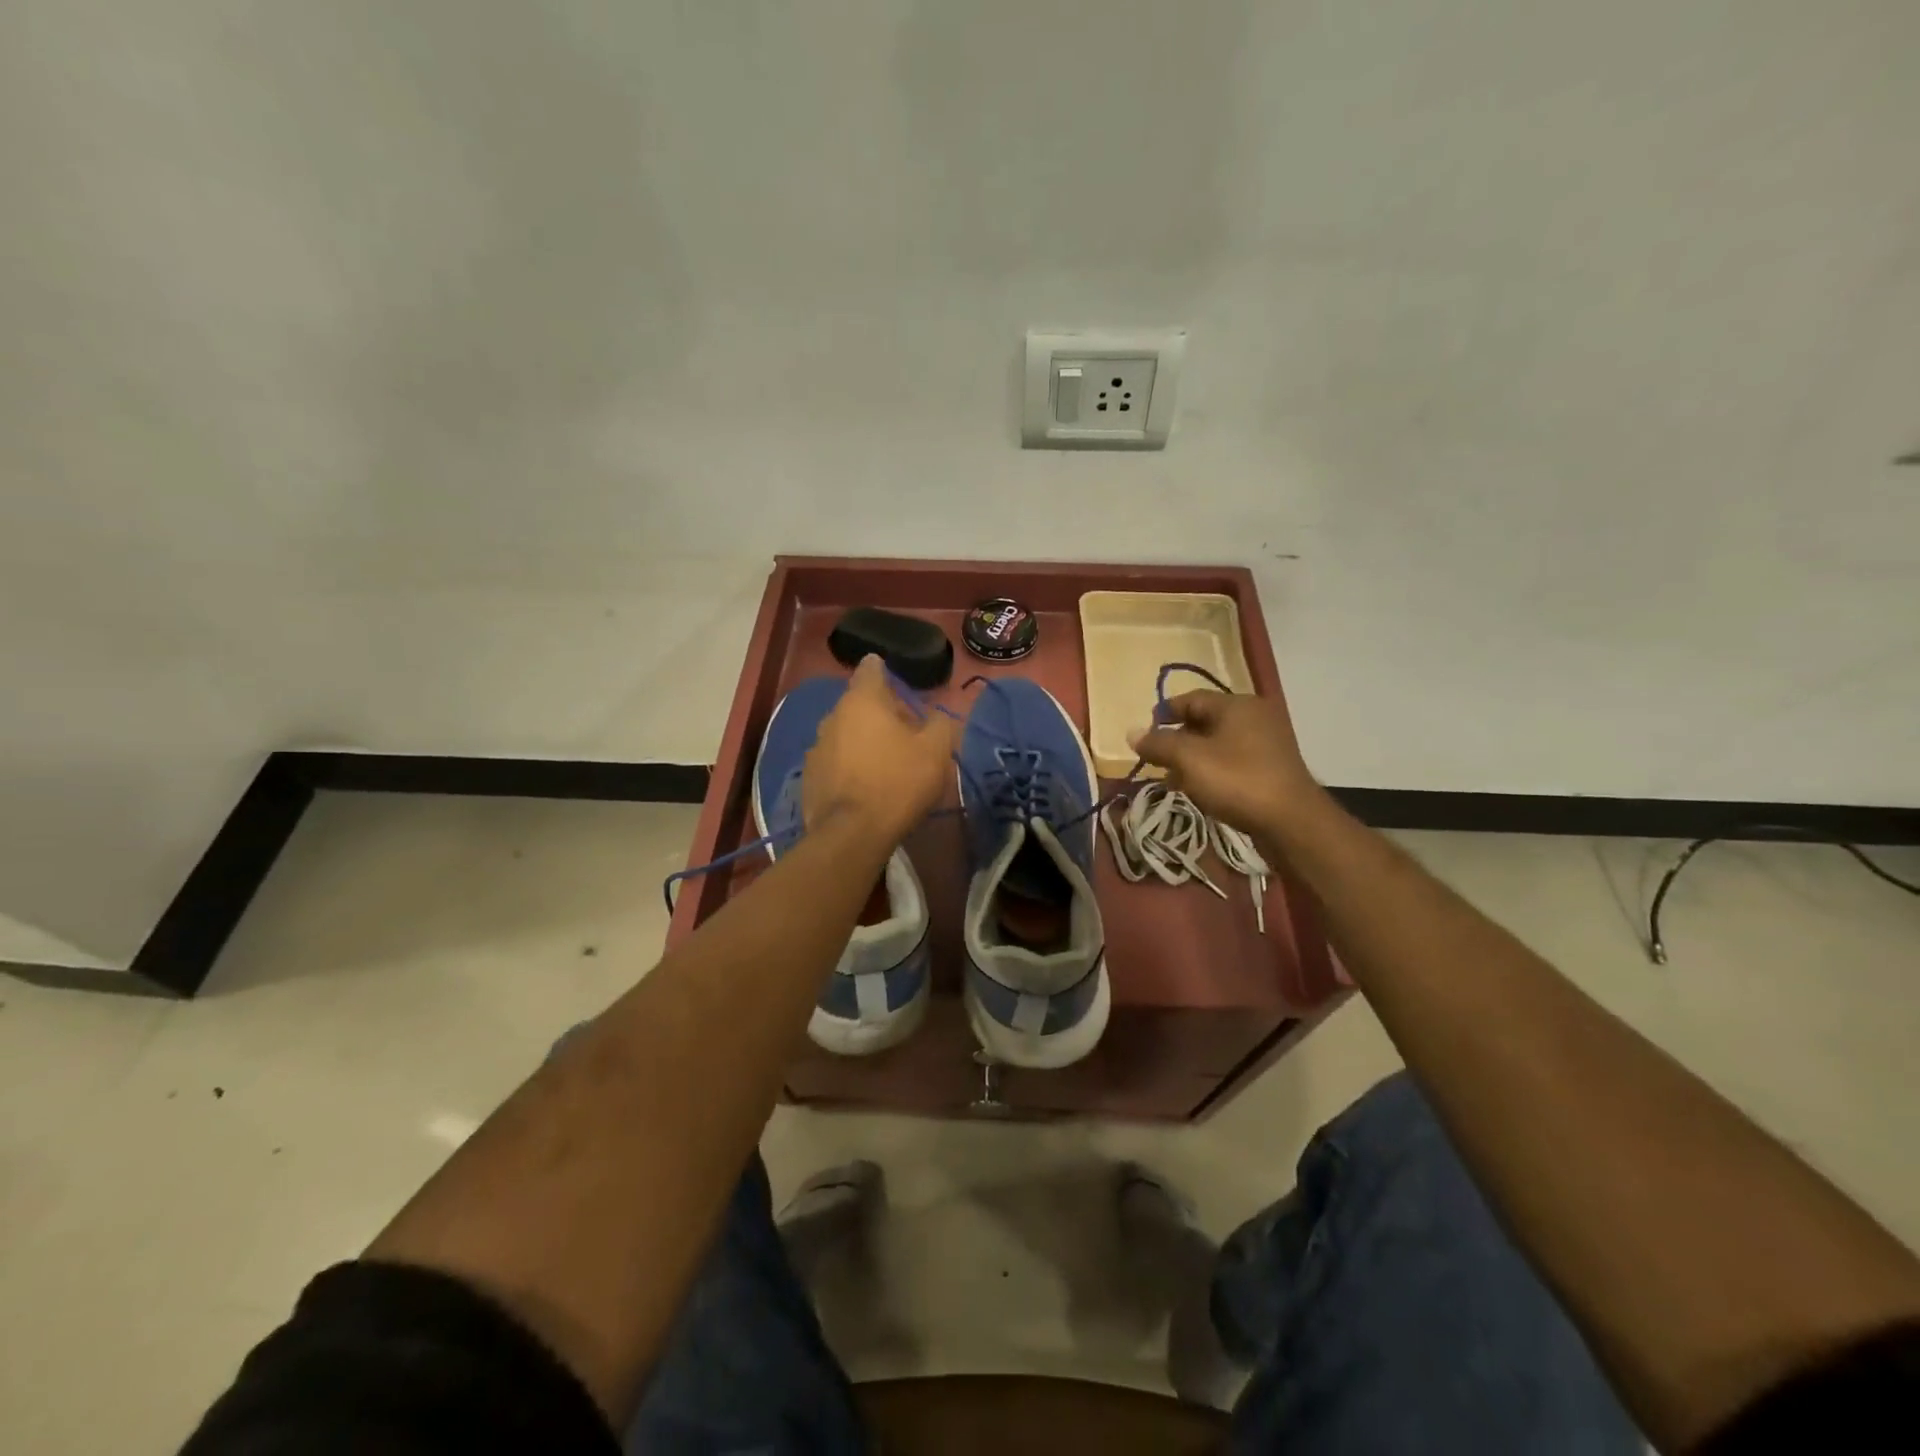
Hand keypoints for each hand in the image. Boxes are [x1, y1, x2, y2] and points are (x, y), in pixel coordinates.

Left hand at [802, 655, 959, 844]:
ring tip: (885, 763)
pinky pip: (834, 760)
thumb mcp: (936, 752)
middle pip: (859, 703)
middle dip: (880, 713)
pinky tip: (864, 785)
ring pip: (845, 732)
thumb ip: (940, 724)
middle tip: (905, 733)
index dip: (885, 671)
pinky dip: (849, 765)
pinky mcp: (809, 775)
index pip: (871, 668)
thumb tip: (937, 716)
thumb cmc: (898, 782)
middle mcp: (833, 715)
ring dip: (863, 740)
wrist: (852, 834)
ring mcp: (816, 746)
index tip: (899, 685)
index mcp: (863, 700)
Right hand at [1129, 691, 1323, 842]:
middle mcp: (1255, 717)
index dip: (1164, 713)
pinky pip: (1233, 760)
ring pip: (1218, 743)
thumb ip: (1158, 743)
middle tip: (1156, 759)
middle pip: (1205, 720)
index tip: (1145, 732)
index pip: (1192, 698)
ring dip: (1192, 758)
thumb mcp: (1189, 759)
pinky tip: (1198, 790)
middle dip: (1176, 739)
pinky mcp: (1272, 768)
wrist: (1292, 821)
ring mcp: (1267, 743)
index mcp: (1237, 705)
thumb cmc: (1237, 781)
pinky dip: (1211, 769)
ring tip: (1172, 779)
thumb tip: (1132, 732)